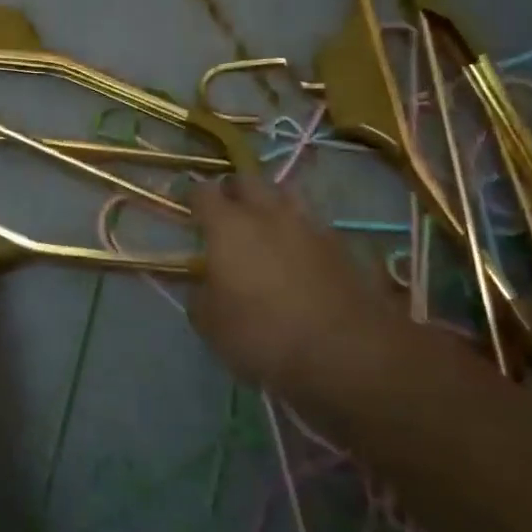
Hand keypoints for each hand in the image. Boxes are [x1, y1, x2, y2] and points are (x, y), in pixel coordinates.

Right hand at [187, 176, 389, 392]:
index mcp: (228, 226)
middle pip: (247, 180)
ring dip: (271, 202)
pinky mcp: (339, 244)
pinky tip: (298, 249)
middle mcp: (267, 213)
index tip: (186, 204)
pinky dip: (300, 229)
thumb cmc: (263, 335)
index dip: (192, 195)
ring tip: (265, 222)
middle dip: (233, 189)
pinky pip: (312, 223)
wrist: (345, 351)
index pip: (203, 192)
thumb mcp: (212, 326)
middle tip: (226, 208)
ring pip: (285, 194)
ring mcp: (308, 225)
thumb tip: (203, 284)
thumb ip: (200, 297)